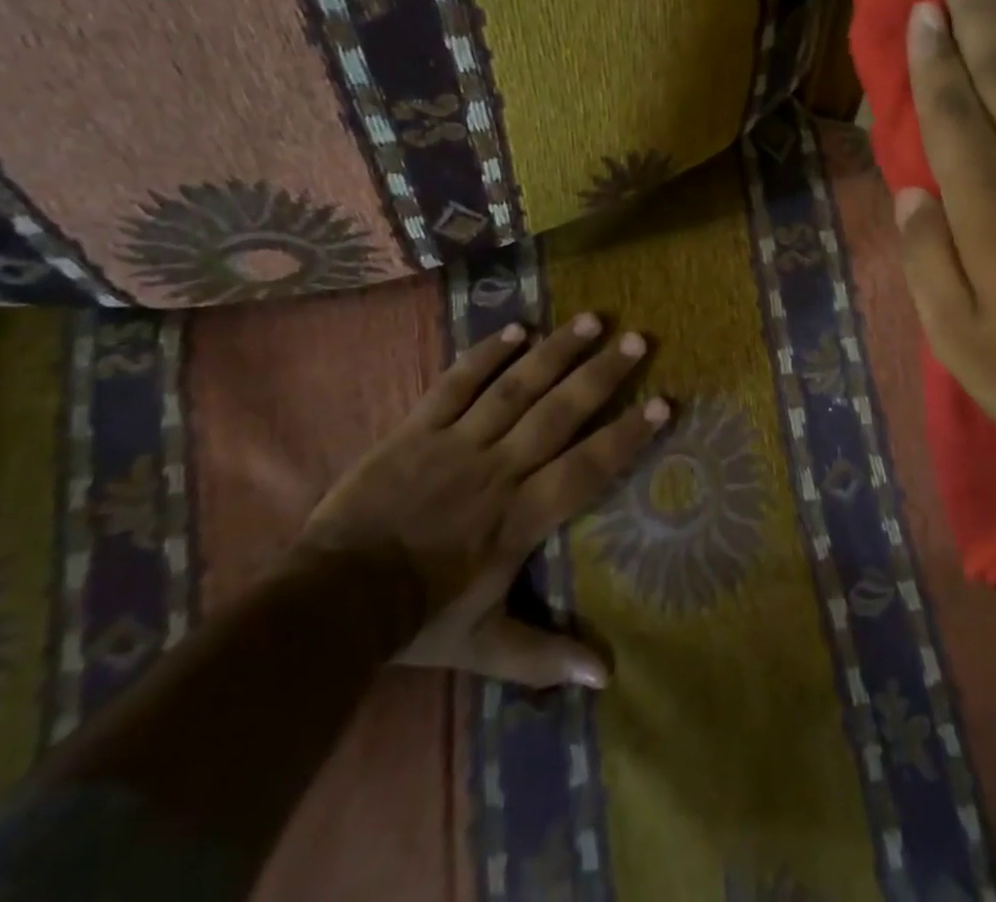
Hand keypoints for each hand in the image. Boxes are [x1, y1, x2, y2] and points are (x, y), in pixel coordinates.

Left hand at [296, 313, 666, 689]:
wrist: (331, 602)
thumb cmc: (418, 618)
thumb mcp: (486, 645)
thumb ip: (545, 655)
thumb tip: (607, 677)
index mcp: (520, 516)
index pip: (587, 467)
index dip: (628, 435)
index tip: (664, 402)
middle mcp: (499, 469)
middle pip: (560, 412)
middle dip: (602, 374)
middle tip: (637, 339)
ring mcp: (457, 443)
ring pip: (516, 387)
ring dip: (556, 352)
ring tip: (591, 320)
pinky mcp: (418, 428)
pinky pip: (457, 384)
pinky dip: (487, 354)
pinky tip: (516, 328)